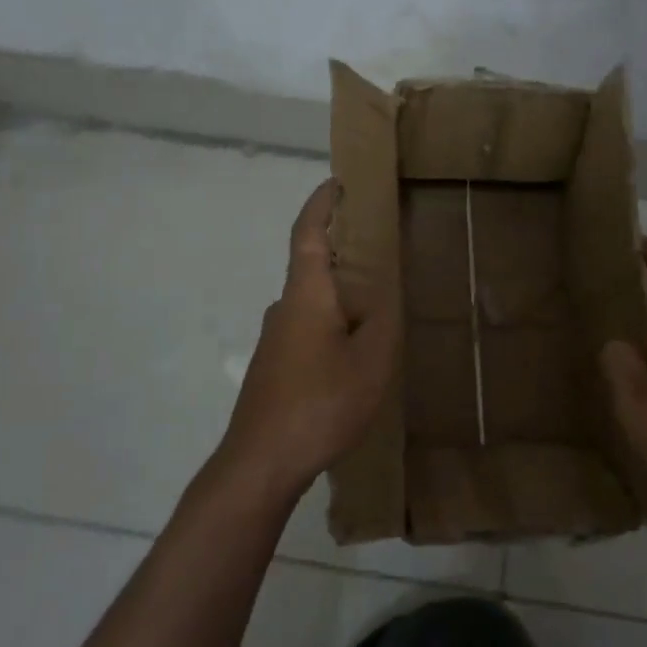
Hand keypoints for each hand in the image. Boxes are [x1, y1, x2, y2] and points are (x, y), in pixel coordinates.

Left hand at [216, 179, 398, 506]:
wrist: (261, 464)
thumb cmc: (320, 403)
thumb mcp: (371, 360)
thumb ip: (384, 318)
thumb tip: (386, 286)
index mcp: (306, 295)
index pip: (308, 234)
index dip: (321, 204)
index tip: (338, 182)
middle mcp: (284, 308)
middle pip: (312, 265)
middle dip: (343, 250)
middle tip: (381, 247)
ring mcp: (275, 340)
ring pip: (312, 302)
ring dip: (340, 292)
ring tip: (379, 304)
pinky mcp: (274, 368)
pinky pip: (309, 328)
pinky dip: (333, 322)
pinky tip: (355, 351)